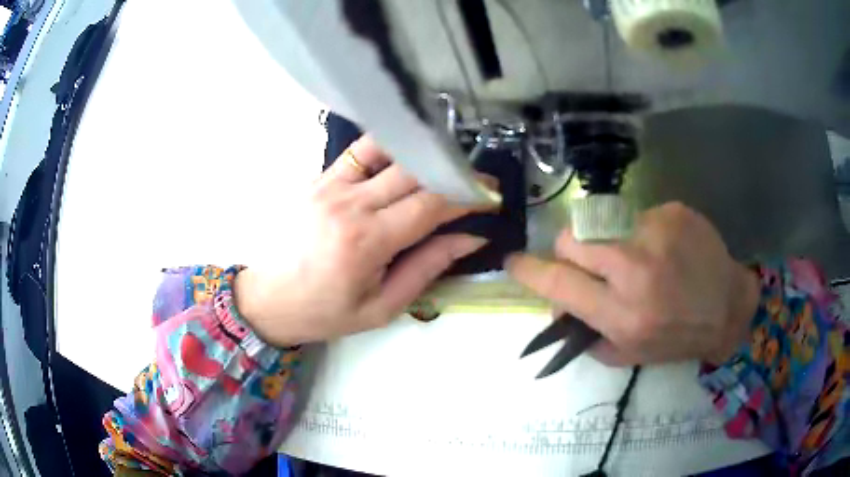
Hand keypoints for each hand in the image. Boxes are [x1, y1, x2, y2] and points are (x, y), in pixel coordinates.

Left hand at [235, 136, 494, 346]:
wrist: (268, 299)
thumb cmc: (325, 312)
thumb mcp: (382, 306)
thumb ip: (428, 267)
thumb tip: (471, 238)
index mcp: (368, 241)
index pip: (432, 204)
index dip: (467, 197)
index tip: (490, 199)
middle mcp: (351, 203)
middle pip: (416, 171)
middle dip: (454, 173)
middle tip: (476, 182)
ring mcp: (331, 184)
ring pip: (390, 151)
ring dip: (423, 155)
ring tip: (444, 167)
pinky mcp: (320, 178)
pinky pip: (360, 151)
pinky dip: (389, 149)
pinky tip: (404, 158)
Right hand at [506, 202, 760, 365]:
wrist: (729, 308)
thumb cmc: (678, 337)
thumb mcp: (628, 353)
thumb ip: (587, 333)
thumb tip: (557, 308)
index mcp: (622, 314)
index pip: (559, 285)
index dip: (529, 271)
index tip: (513, 261)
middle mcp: (635, 271)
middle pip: (572, 240)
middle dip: (570, 251)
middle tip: (590, 263)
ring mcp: (655, 234)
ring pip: (602, 224)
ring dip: (608, 242)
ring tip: (637, 258)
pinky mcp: (672, 212)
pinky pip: (636, 217)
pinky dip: (641, 233)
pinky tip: (665, 249)